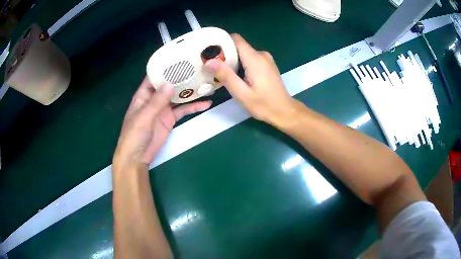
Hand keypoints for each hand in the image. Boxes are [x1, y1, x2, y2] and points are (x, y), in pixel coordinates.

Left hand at [113, 77, 211, 169]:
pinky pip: (183, 111)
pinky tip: (206, 104)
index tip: (180, 60)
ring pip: (178, 96)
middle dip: (182, 78)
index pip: (154, 77)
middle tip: (198, 69)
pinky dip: (193, 107)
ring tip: (206, 84)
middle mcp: (154, 99)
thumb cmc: (134, 135)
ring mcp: (163, 109)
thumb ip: (156, 101)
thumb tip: (170, 84)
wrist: (137, 157)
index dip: (165, 68)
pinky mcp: (170, 119)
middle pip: (169, 85)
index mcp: (143, 95)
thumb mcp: (144, 117)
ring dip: (190, 92)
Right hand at [204, 34, 294, 124]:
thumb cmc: (263, 104)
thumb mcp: (241, 93)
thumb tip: (209, 61)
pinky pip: (250, 58)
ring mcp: (266, 59)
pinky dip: (240, 63)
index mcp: (254, 58)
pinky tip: (235, 75)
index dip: (221, 42)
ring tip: (220, 71)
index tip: (209, 49)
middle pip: (238, 46)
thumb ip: (226, 75)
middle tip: (211, 64)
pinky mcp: (267, 64)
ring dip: (232, 59)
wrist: (284, 111)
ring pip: (244, 52)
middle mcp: (261, 54)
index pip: (235, 39)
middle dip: (224, 53)